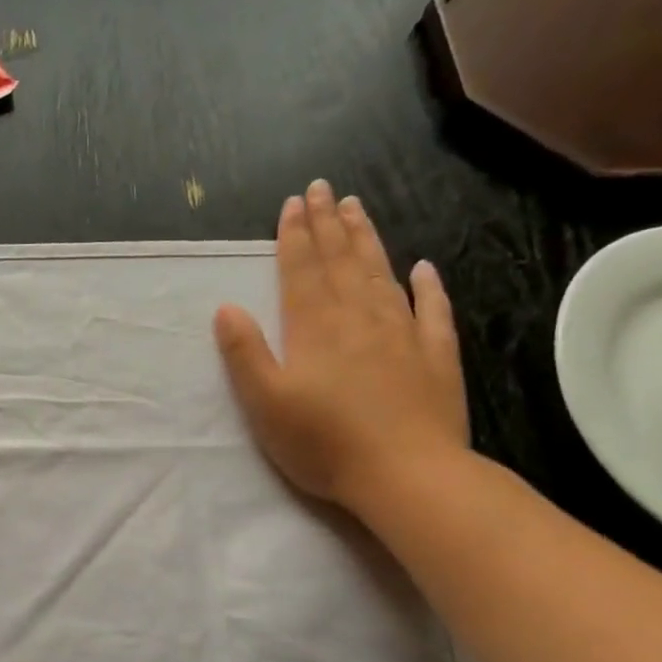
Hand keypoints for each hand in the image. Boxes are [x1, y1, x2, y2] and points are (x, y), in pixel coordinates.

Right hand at [214, 180, 467, 515]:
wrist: (405, 473)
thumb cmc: (323, 442)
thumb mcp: (265, 403)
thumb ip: (245, 353)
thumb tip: (226, 307)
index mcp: (315, 328)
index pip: (302, 271)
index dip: (295, 236)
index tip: (293, 203)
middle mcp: (360, 318)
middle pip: (341, 262)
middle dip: (329, 224)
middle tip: (324, 189)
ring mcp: (402, 333)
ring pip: (382, 274)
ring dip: (367, 240)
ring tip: (358, 209)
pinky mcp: (435, 356)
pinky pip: (432, 309)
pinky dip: (427, 286)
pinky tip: (422, 268)